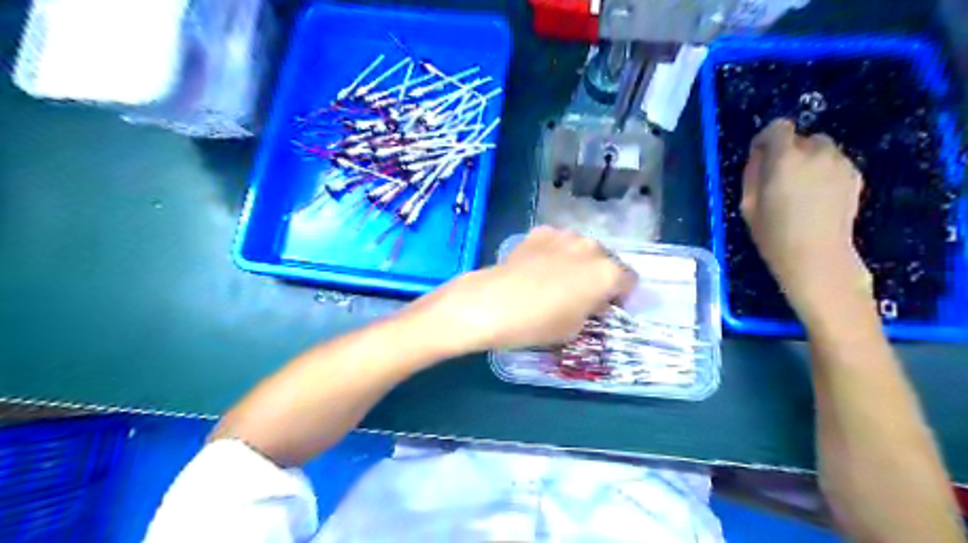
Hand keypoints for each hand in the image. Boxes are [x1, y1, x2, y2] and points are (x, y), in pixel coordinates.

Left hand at [405, 227, 636, 353]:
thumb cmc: (538, 323)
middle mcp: (592, 248)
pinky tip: (537, 268)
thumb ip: (590, 309)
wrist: (493, 303)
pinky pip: (557, 243)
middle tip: (582, 294)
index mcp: (607, 273)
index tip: (607, 307)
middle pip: (605, 260)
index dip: (620, 296)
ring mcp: (564, 236)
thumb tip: (590, 301)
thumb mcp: (574, 328)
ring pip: (581, 249)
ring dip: (577, 262)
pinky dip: (554, 253)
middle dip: (599, 276)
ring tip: (557, 279)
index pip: (629, 281)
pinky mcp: (540, 232)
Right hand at [742, 119, 870, 317]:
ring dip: (808, 161)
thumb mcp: (747, 204)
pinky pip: (835, 163)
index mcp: (785, 159)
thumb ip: (752, 173)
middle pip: (801, 138)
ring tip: (800, 190)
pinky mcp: (855, 176)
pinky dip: (824, 172)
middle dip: (789, 152)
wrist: (816, 256)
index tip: (760, 156)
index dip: (766, 138)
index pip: (778, 127)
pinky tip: (817, 198)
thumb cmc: (773, 234)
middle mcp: (816, 153)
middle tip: (780, 179)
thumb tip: (759, 155)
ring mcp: (840, 163)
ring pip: (821, 150)